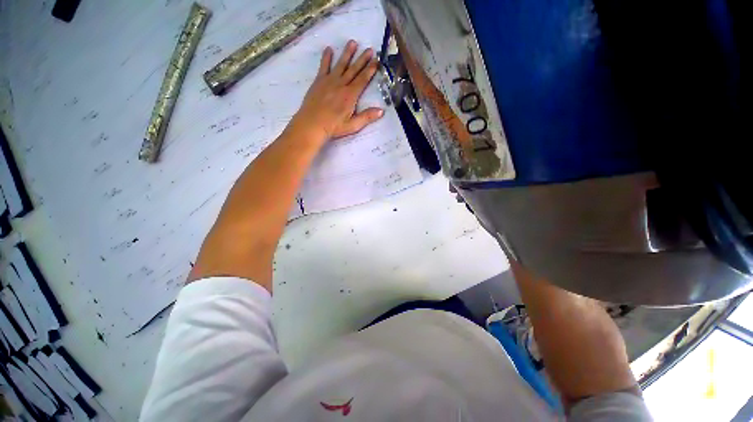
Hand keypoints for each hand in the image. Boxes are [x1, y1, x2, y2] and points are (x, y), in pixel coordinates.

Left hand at [292, 40, 383, 141]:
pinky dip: (326, 57)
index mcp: (350, 95)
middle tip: (369, 49)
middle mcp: (341, 84)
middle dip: (362, 59)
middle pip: (354, 69)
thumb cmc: (333, 127)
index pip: (363, 80)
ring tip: (353, 42)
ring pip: (341, 64)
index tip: (376, 61)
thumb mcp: (353, 125)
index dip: (370, 70)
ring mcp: (329, 81)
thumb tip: (381, 111)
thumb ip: (367, 117)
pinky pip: (324, 66)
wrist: (312, 124)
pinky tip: (328, 49)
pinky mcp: (319, 81)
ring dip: (347, 53)